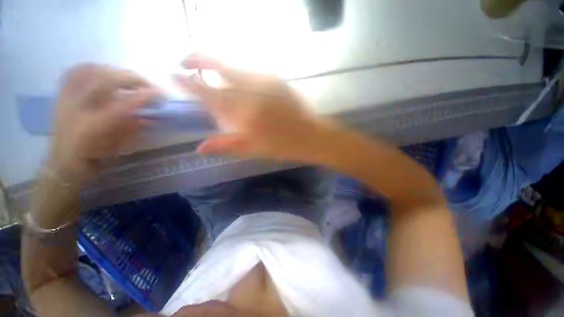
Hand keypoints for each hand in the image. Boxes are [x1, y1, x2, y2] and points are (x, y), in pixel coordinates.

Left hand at [49, 65, 158, 181]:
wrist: (62, 161)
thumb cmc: (93, 158)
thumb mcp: (118, 147)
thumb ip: (133, 129)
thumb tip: (151, 116)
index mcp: (92, 127)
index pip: (122, 105)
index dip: (143, 96)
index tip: (160, 93)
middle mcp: (77, 108)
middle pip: (104, 81)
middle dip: (131, 79)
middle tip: (148, 84)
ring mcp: (66, 98)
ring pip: (90, 71)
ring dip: (115, 71)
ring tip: (129, 79)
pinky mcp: (62, 94)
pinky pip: (76, 71)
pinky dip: (95, 67)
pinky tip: (106, 73)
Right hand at [176, 54, 332, 160]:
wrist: (309, 136)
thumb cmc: (282, 146)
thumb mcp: (253, 150)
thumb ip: (226, 145)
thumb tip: (199, 147)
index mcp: (245, 115)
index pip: (209, 95)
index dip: (188, 83)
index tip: (173, 74)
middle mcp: (253, 93)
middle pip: (220, 68)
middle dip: (198, 60)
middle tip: (184, 61)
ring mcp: (266, 82)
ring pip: (234, 67)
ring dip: (219, 69)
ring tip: (211, 75)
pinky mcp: (276, 79)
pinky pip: (250, 72)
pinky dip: (238, 75)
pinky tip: (239, 84)